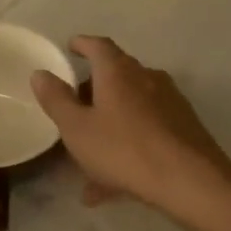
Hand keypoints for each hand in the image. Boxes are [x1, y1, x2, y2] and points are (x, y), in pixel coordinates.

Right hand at [30, 36, 230, 230]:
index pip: (98, 46)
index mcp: (118, 72)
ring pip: (130, 109)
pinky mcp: (184, 127)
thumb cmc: (124, 149)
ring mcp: (169, 102)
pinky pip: (146, 131)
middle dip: (94, 90)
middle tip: (74, 107)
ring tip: (88, 160)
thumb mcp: (77, 128)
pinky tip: (112, 185)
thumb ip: (56, 100)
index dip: (82, 44)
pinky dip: (127, 146)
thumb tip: (40, 73)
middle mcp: (146, 78)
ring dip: (109, 126)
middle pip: (116, 75)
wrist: (190, 180)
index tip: (71, 47)